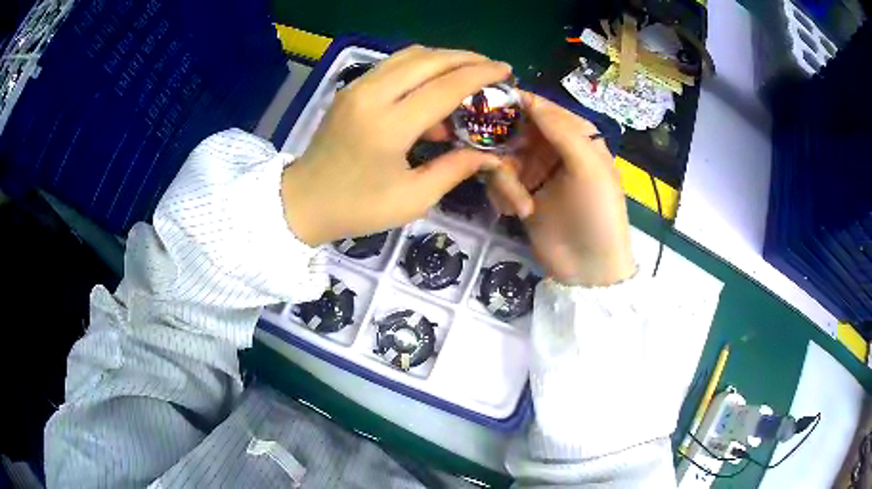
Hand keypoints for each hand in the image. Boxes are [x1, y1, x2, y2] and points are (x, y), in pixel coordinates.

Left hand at [281, 46, 509, 246]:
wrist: (302, 202)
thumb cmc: (356, 208)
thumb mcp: (412, 198)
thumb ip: (454, 170)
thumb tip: (489, 155)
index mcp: (389, 126)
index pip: (445, 87)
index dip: (480, 75)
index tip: (506, 70)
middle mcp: (371, 96)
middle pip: (428, 60)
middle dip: (465, 58)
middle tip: (491, 67)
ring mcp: (357, 88)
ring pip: (408, 56)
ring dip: (442, 58)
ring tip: (467, 70)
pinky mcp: (350, 89)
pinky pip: (392, 65)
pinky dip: (420, 65)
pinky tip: (434, 81)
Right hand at [486, 92, 635, 286]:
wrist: (587, 268)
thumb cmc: (596, 213)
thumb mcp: (588, 167)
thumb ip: (560, 129)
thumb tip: (526, 97)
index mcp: (576, 135)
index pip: (541, 107)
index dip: (515, 104)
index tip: (486, 106)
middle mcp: (553, 148)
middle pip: (515, 130)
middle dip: (504, 147)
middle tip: (497, 163)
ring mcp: (536, 171)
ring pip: (502, 156)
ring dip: (506, 180)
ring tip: (522, 205)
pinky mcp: (521, 192)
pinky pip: (499, 180)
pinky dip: (505, 195)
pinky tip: (518, 212)